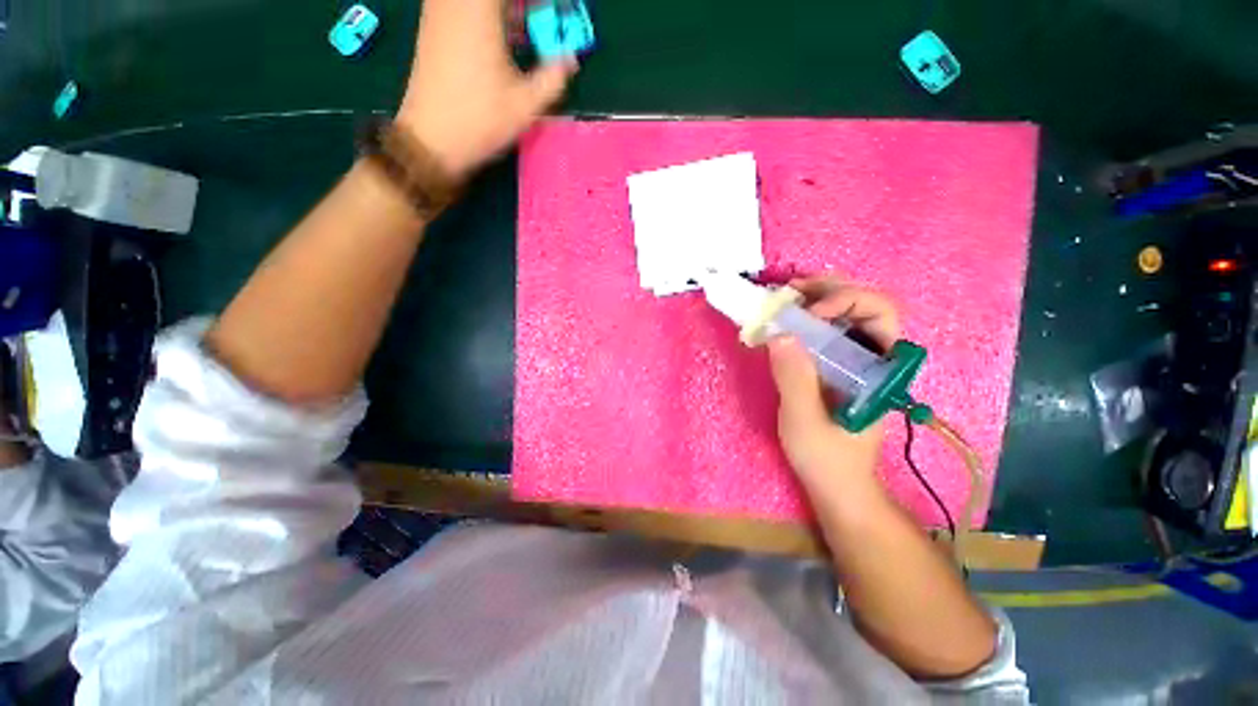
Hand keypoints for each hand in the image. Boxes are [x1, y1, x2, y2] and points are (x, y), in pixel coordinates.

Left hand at [397, 0, 578, 177]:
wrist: (431, 139)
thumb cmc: (481, 121)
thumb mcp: (526, 105)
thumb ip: (552, 77)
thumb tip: (571, 59)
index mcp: (480, 11)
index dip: (532, 4)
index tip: (549, 16)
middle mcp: (455, 2)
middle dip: (517, 8)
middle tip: (534, 23)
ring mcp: (438, 11)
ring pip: (474, 1)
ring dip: (499, 11)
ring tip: (517, 29)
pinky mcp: (430, 26)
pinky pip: (457, 5)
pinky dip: (480, 13)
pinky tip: (495, 34)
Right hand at [767, 277, 900, 481]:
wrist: (838, 486)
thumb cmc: (826, 459)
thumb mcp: (804, 421)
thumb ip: (794, 378)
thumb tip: (779, 333)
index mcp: (879, 369)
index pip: (881, 313)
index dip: (848, 300)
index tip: (810, 312)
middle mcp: (873, 358)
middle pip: (864, 305)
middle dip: (829, 289)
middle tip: (791, 290)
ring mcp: (855, 362)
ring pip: (846, 315)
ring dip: (817, 298)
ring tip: (786, 297)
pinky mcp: (836, 369)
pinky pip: (827, 332)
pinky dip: (807, 319)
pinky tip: (787, 320)